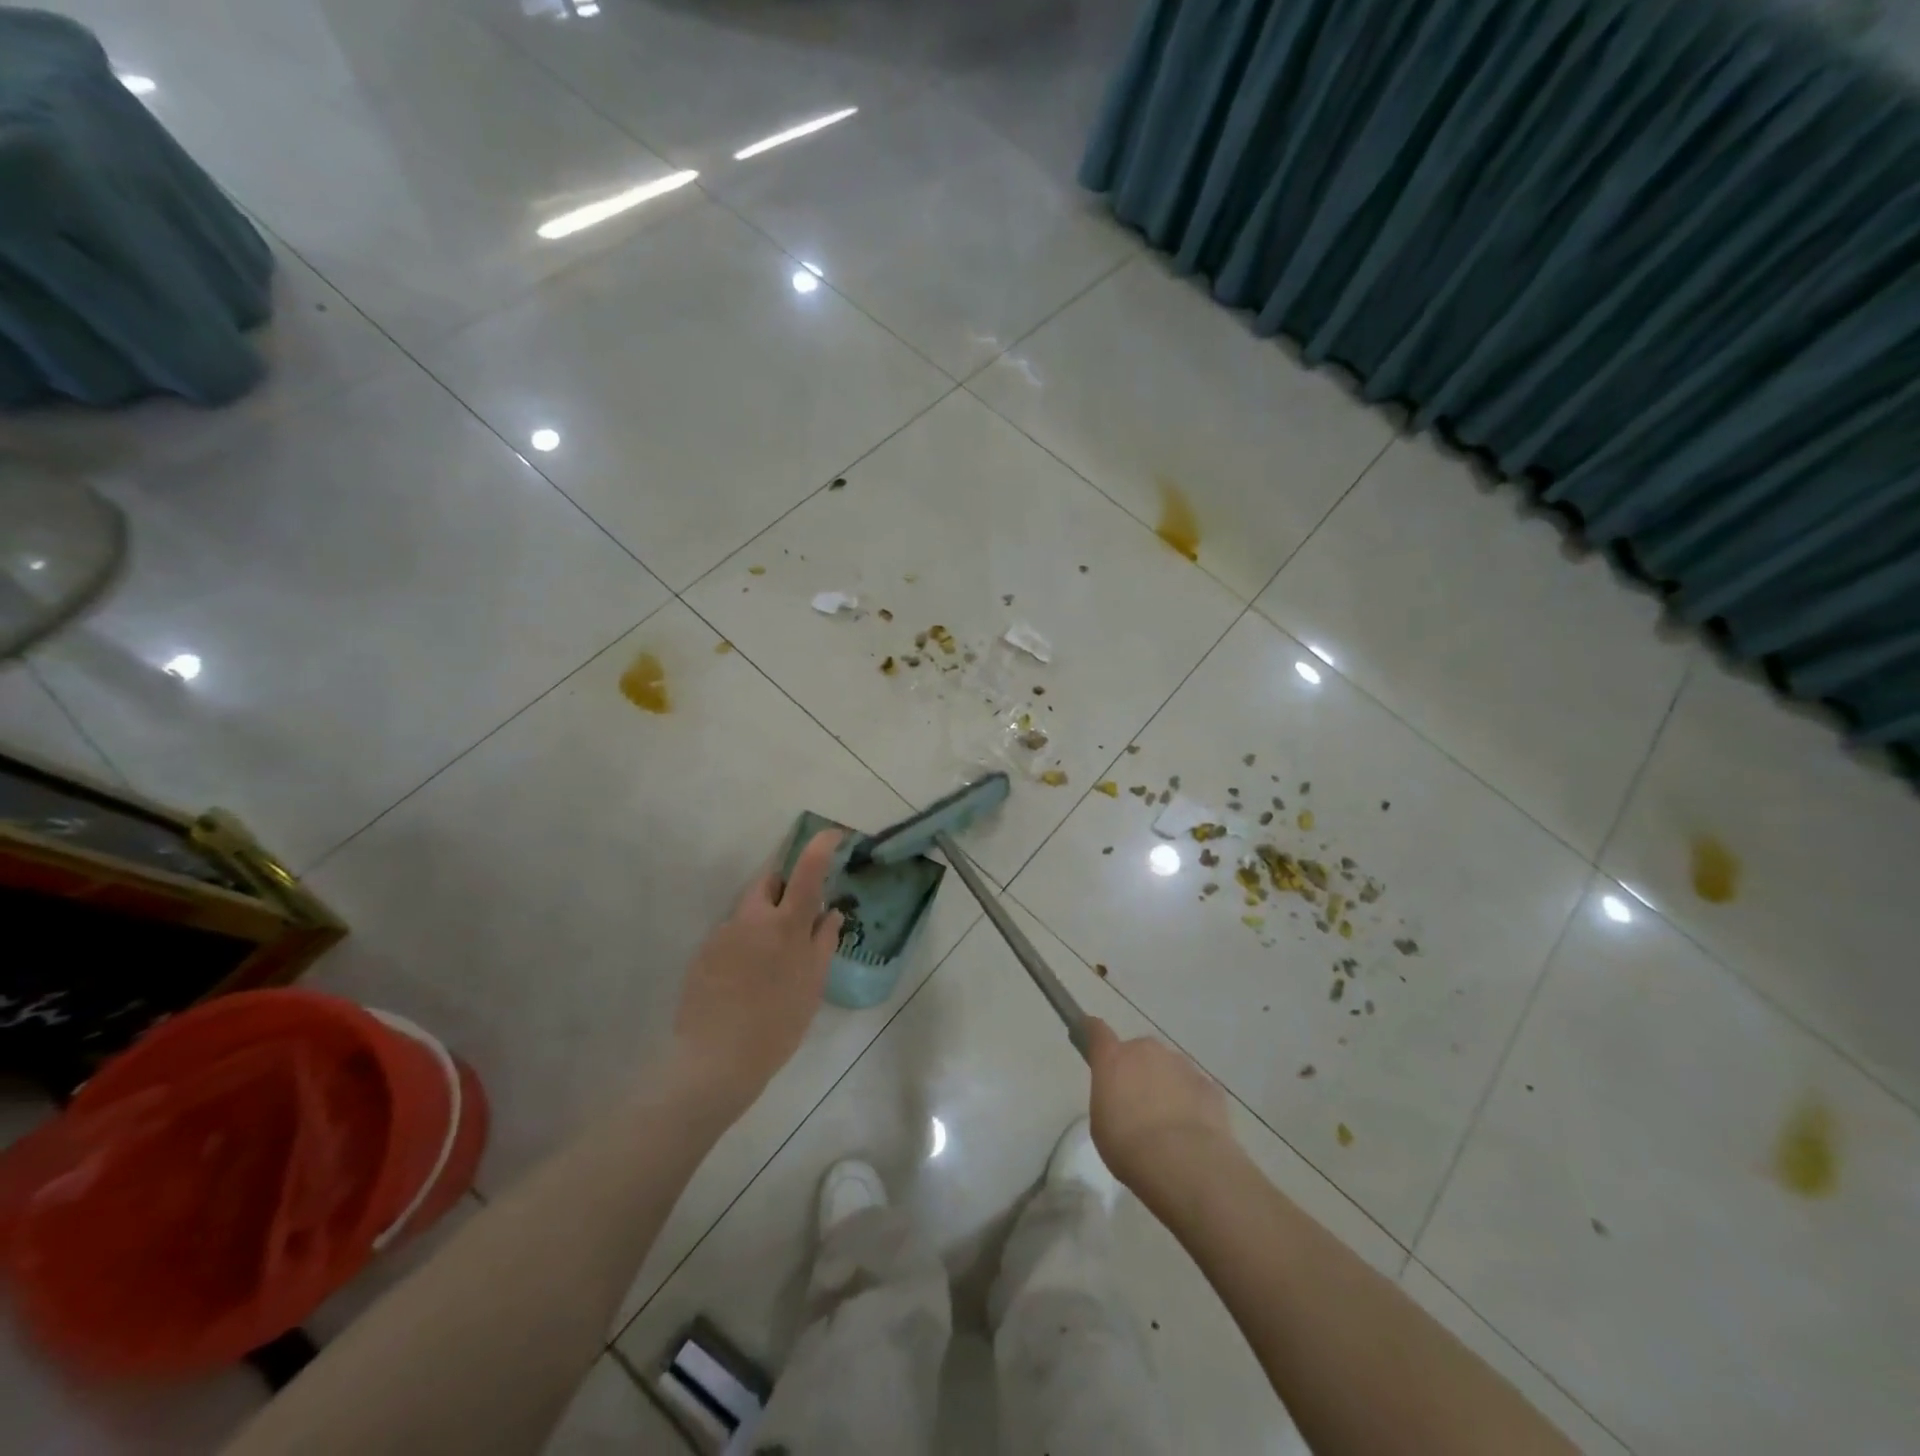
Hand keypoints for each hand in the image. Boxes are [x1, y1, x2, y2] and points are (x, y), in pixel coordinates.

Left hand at [668, 830, 844, 1123]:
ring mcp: (722, 934)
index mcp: (785, 924)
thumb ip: (823, 942)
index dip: (821, 845)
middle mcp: (751, 918)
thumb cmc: (776, 1025)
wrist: (714, 1062)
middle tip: (800, 912)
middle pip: (769, 881)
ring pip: (749, 909)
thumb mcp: (812, 986)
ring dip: (765, 918)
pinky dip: (746, 942)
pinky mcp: (703, 953)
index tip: (834, 834)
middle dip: (786, 885)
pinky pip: (732, 934)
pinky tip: (747, 978)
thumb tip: (832, 913)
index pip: (807, 870)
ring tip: (773, 960)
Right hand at [1084, 1017, 1231, 1191]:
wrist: (1184, 1163)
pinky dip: (1191, 1103)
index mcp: (1114, 1058)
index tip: (1088, 1031)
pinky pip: (1193, 1089)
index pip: (1097, 1031)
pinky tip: (1191, 1131)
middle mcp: (1147, 1051)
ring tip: (1168, 1124)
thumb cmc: (1128, 1146)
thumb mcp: (1101, 1124)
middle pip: (1139, 1052)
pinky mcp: (1208, 1085)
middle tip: (1138, 1104)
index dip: (1092, 1031)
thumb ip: (1109, 1097)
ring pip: (1169, 1069)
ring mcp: (1181, 1065)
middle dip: (1138, 1070)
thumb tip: (1123, 1096)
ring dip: (1165, 1086)